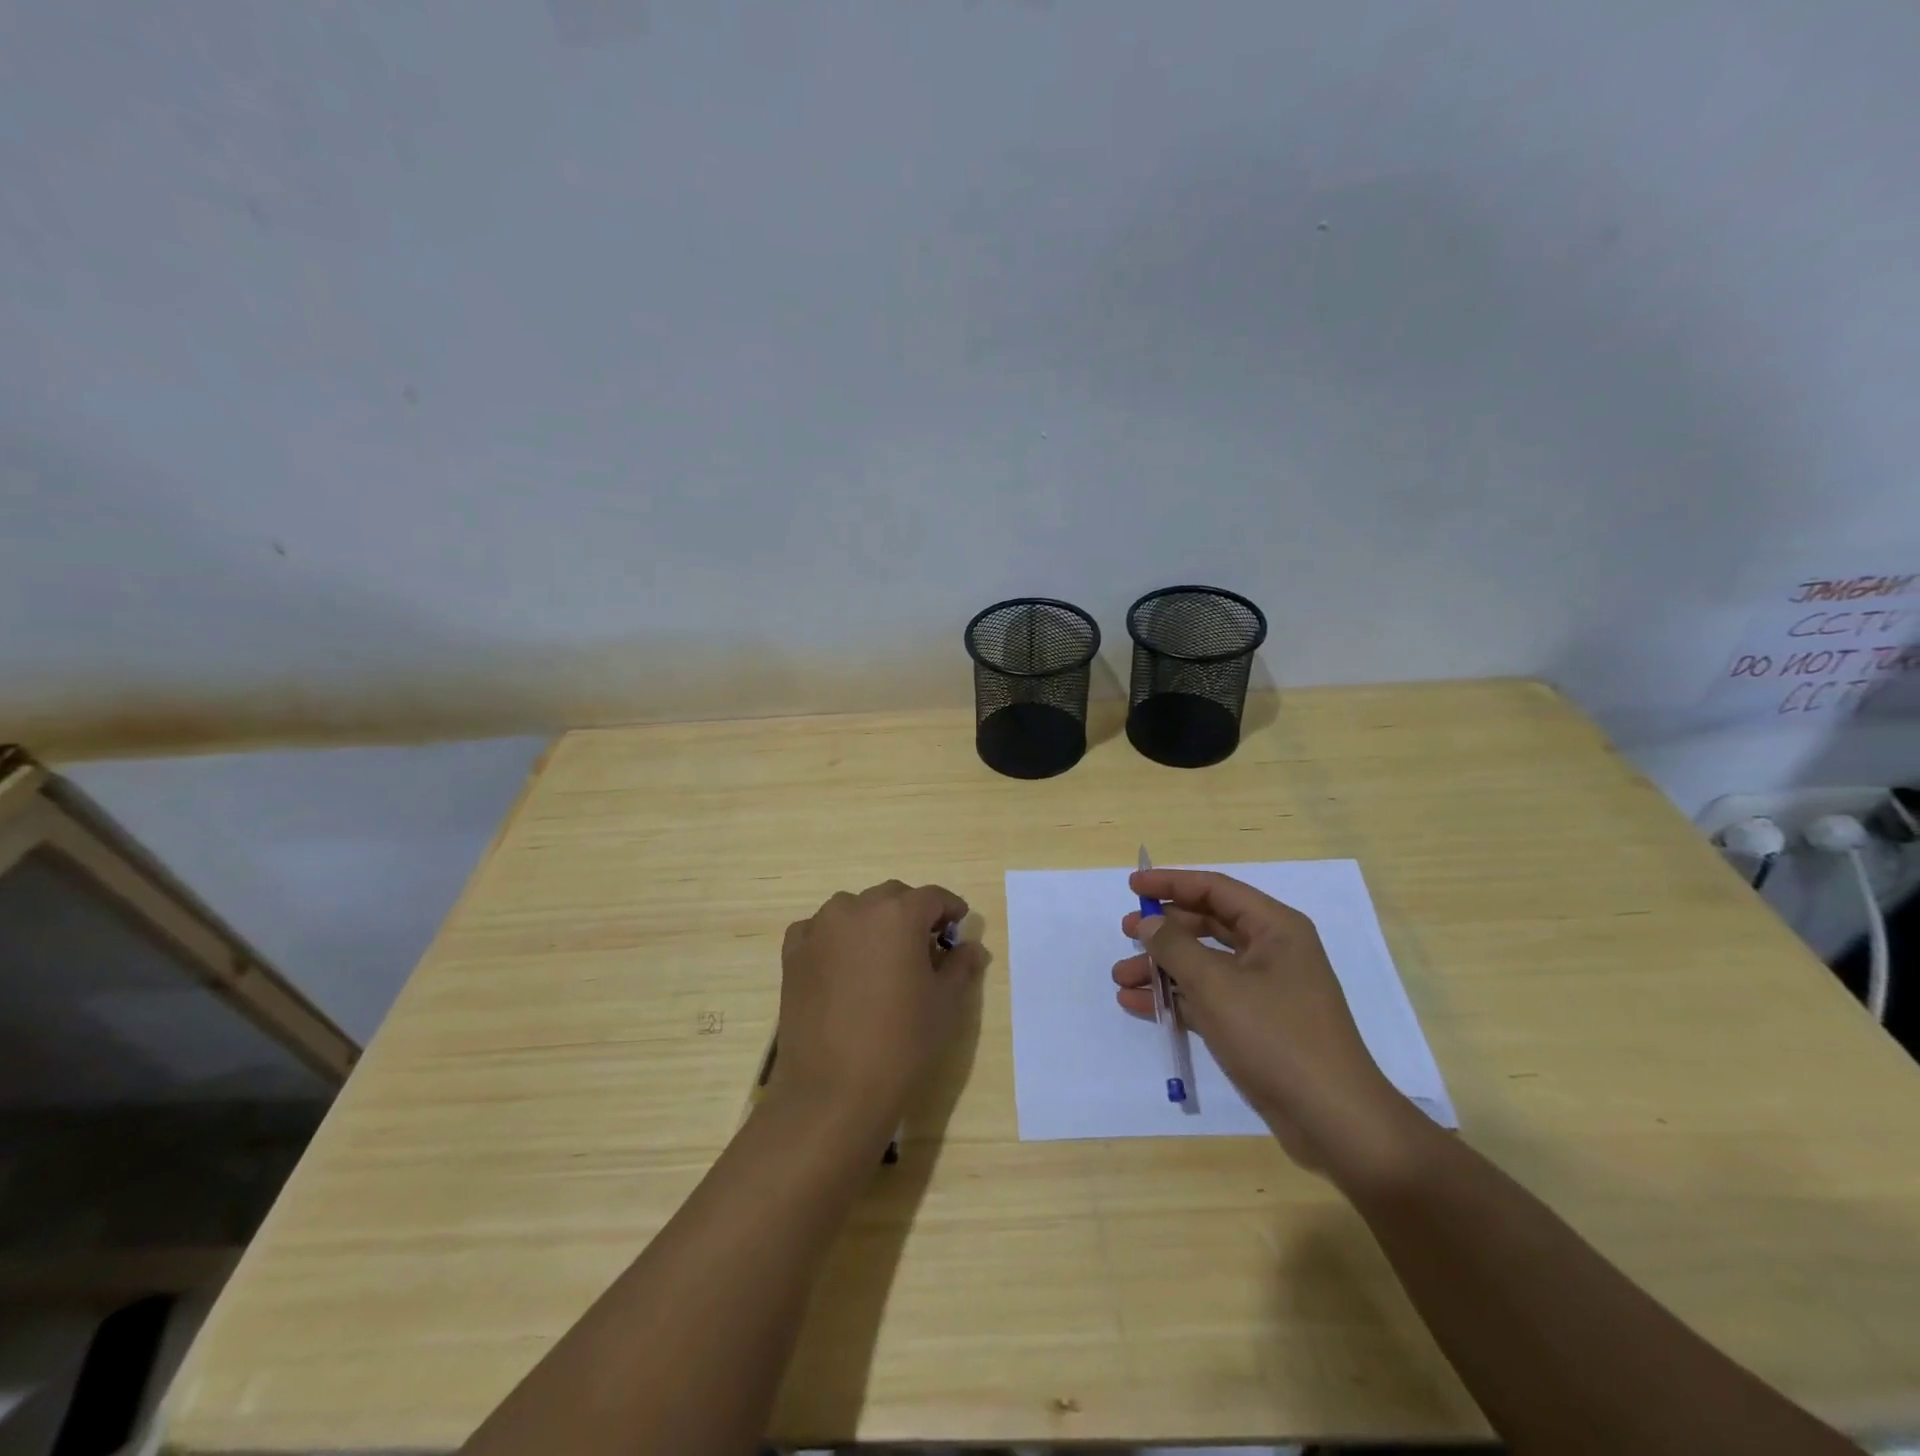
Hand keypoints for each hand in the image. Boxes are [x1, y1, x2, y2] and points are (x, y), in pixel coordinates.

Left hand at [772, 881, 982, 1137]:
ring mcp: (819, 929)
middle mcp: (856, 908)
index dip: (950, 909)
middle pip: (892, 898)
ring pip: (854, 910)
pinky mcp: (793, 954)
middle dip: (912, 914)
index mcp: (898, 914)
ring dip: (872, 922)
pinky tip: (843, 967)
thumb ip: (960, 966)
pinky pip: (819, 931)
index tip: (958, 926)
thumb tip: (971, 947)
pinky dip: (836, 938)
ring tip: (883, 958)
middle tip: (925, 946)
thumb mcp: (945, 1004)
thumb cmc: (901, 1044)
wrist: (833, 1092)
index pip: (932, 897)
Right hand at [1115, 868, 1423, 1181]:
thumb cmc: (1275, 1035)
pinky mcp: (1255, 1024)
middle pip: (1206, 925)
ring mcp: (1263, 990)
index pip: (1214, 889)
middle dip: (1163, 930)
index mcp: (1274, 927)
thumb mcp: (1216, 984)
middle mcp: (1270, 951)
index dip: (1170, 883)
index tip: (1132, 885)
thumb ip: (1175, 946)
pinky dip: (1175, 998)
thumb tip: (1149, 922)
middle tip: (1125, 932)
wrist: (1332, 1119)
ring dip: (1162, 969)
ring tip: (1120, 978)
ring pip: (1203, 964)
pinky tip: (1137, 1005)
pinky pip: (1207, 998)